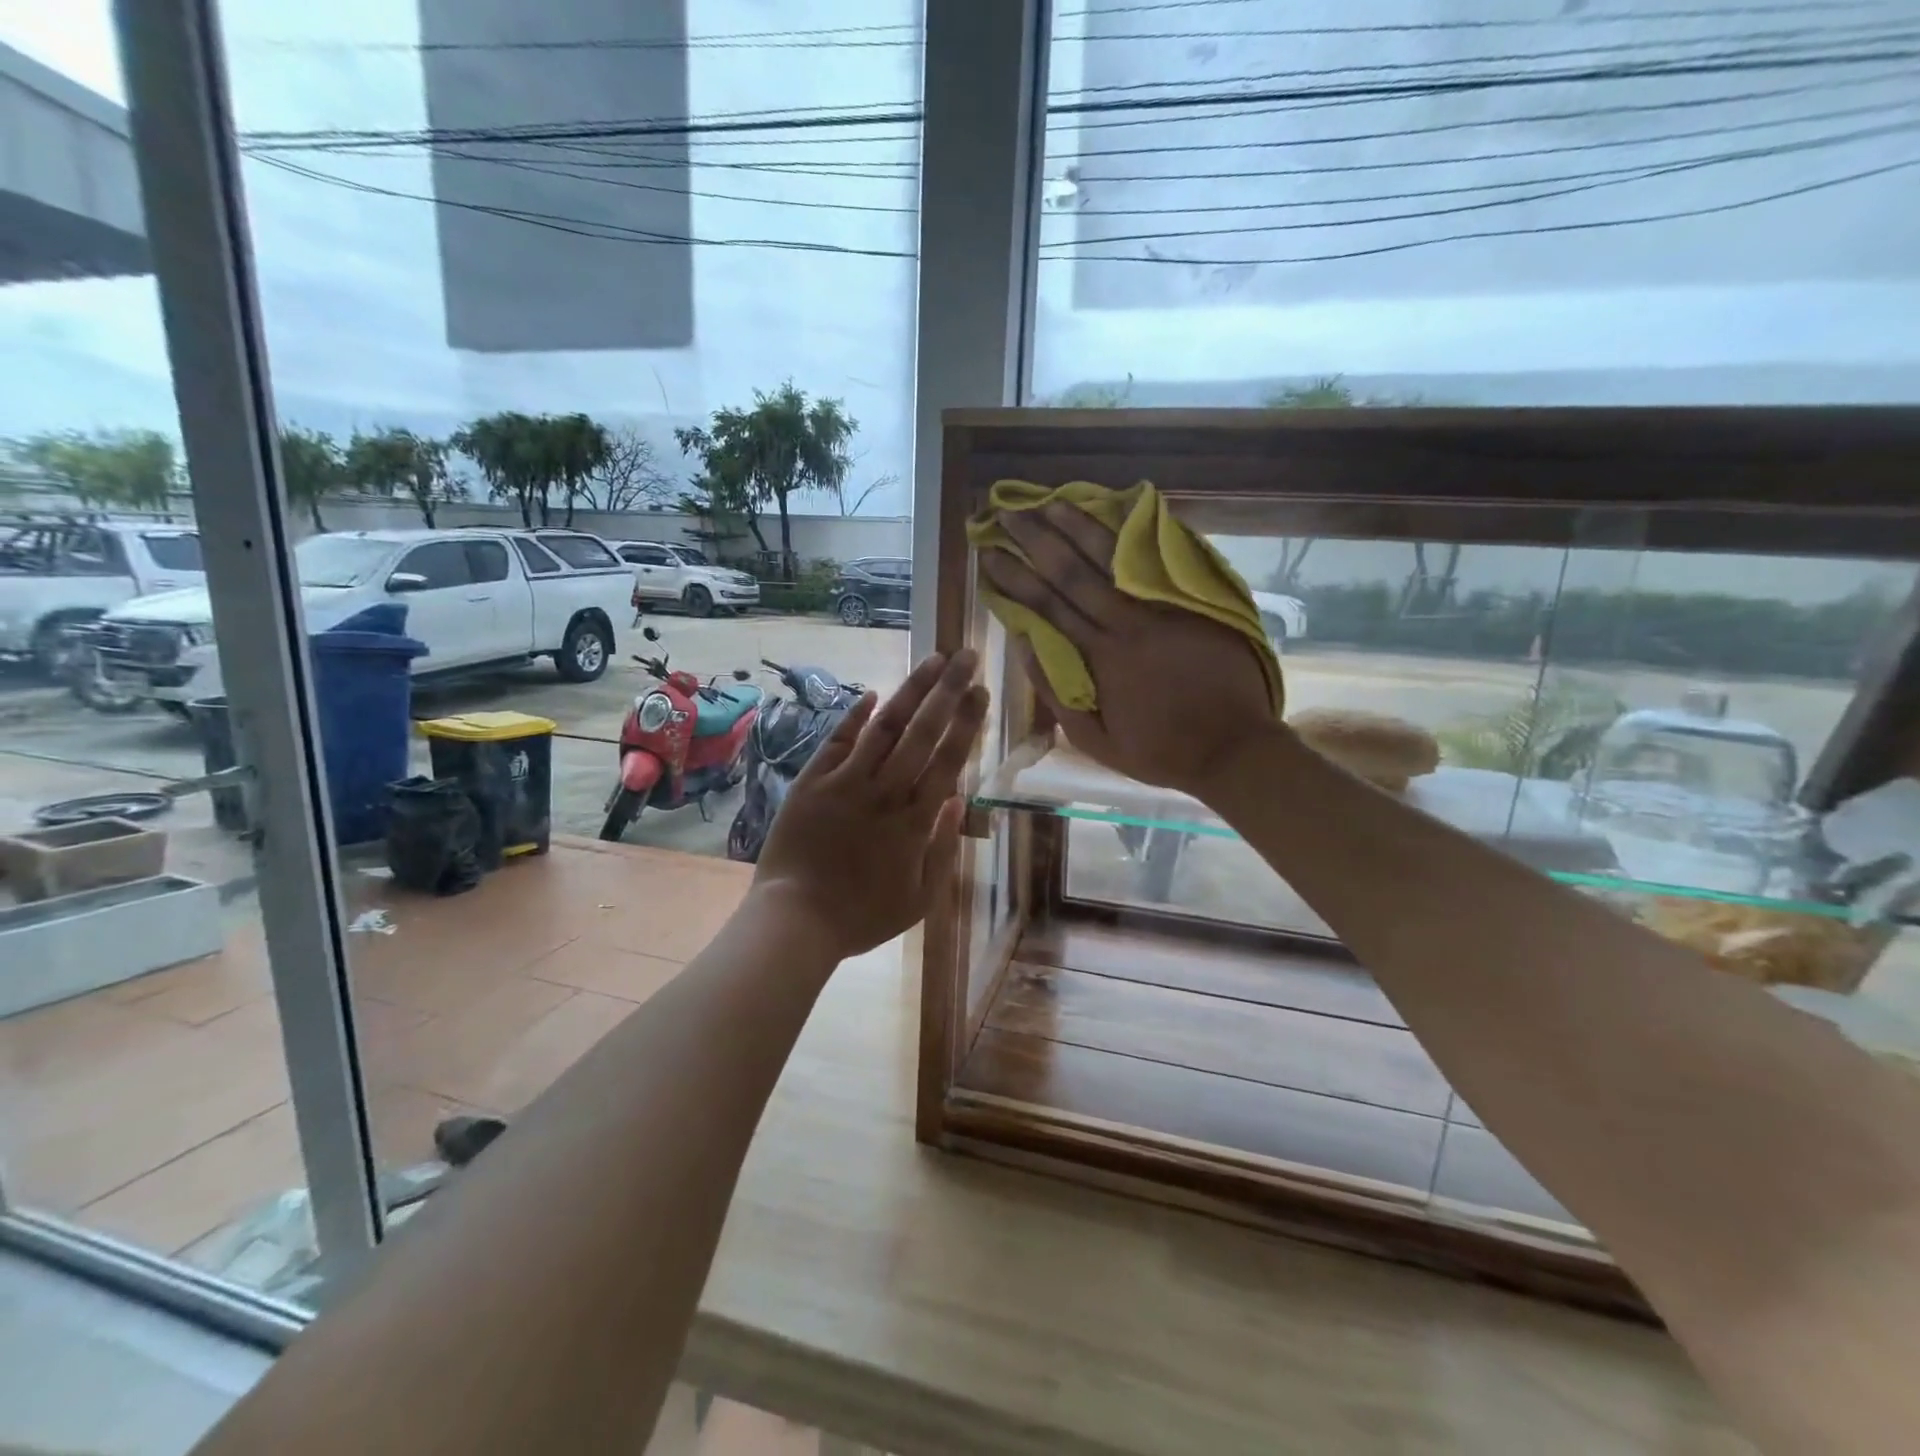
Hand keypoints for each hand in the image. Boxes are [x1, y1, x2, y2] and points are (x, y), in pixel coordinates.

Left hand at [752, 650, 988, 959]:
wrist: (795, 920)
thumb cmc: (862, 916)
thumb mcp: (920, 897)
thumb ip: (943, 848)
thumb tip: (956, 800)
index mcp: (915, 820)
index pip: (948, 759)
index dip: (967, 721)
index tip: (981, 690)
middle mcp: (885, 792)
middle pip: (922, 732)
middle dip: (947, 690)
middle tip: (966, 656)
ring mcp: (846, 783)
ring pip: (884, 727)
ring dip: (910, 691)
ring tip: (932, 660)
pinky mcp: (812, 782)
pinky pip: (837, 741)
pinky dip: (855, 715)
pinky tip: (873, 693)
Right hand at [981, 502, 1276, 802]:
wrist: (1233, 747)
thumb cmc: (1160, 751)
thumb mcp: (1095, 741)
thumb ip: (1057, 693)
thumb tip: (1025, 644)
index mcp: (1099, 658)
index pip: (1046, 606)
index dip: (1014, 577)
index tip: (989, 554)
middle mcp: (1125, 623)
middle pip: (1072, 571)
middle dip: (1035, 539)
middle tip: (1007, 512)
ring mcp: (1162, 608)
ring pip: (1113, 557)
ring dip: (1078, 525)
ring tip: (1049, 500)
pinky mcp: (1192, 602)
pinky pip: (1156, 560)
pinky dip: (1133, 535)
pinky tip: (1114, 512)